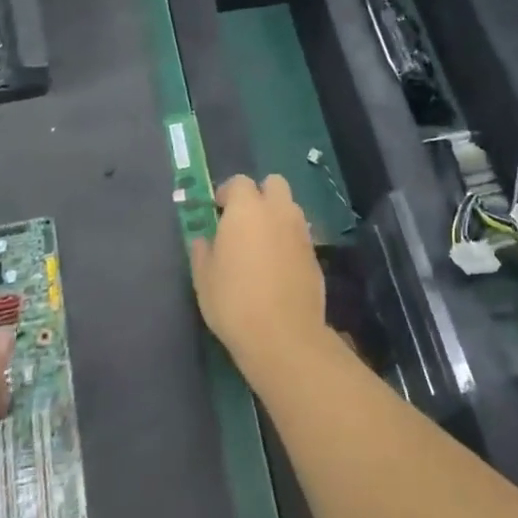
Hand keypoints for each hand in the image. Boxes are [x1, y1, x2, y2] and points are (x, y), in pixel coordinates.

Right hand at [189, 174, 326, 380]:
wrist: (283, 335)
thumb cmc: (234, 302)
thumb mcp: (204, 278)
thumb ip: (202, 251)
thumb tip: (204, 240)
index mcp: (247, 208)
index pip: (239, 181)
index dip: (227, 193)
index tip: (218, 211)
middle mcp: (278, 210)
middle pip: (274, 184)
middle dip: (260, 194)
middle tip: (244, 220)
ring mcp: (301, 231)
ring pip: (290, 208)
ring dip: (277, 216)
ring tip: (262, 245)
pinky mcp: (316, 254)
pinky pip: (300, 235)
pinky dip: (289, 241)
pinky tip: (278, 267)